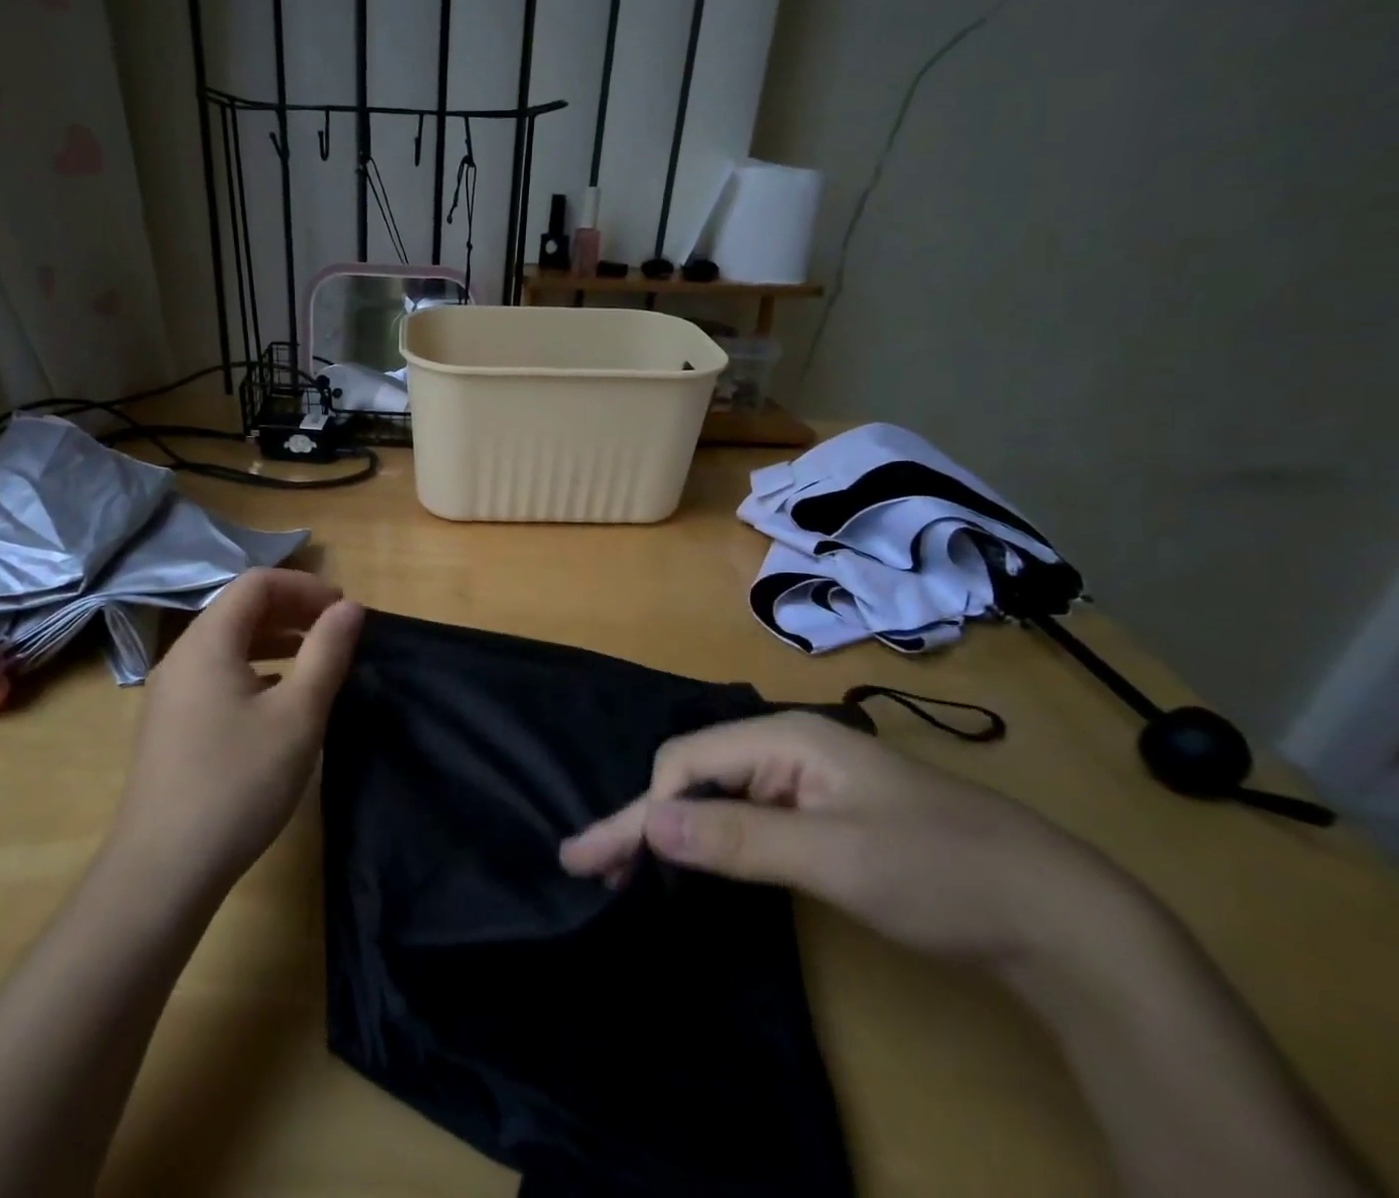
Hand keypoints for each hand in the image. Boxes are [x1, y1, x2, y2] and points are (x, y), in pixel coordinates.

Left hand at [109, 569, 363, 898]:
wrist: (161, 871)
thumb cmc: (238, 783)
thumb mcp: (298, 715)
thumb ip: (327, 653)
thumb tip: (349, 608)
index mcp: (207, 642)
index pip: (257, 584)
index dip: (304, 587)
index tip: (342, 611)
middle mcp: (181, 656)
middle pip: (239, 609)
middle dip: (292, 610)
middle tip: (335, 632)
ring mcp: (170, 692)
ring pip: (227, 643)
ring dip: (274, 639)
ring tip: (314, 660)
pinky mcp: (170, 724)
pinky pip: (216, 673)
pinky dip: (253, 668)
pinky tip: (277, 699)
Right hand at [560, 712, 1140, 972]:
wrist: (1057, 913)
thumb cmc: (940, 872)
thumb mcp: (834, 857)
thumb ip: (736, 836)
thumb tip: (648, 821)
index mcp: (785, 737)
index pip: (686, 763)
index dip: (643, 812)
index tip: (603, 865)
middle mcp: (787, 746)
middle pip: (694, 774)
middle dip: (645, 819)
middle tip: (594, 865)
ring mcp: (806, 779)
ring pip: (717, 795)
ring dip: (673, 829)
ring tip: (628, 868)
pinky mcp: (821, 812)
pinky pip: (746, 816)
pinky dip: (710, 838)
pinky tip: (692, 860)